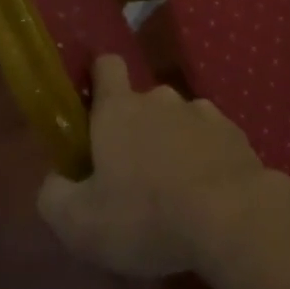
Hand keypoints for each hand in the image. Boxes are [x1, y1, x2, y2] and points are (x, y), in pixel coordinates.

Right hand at [37, 55, 273, 277]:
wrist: (233, 218)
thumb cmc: (146, 215)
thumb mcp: (78, 222)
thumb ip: (54, 195)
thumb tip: (56, 179)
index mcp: (119, 109)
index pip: (106, 66)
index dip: (98, 79)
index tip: (92, 108)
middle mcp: (161, 99)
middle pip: (142, 103)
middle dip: (135, 130)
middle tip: (131, 177)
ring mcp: (204, 113)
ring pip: (178, 122)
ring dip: (172, 145)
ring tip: (173, 191)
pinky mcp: (235, 134)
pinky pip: (210, 140)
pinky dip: (204, 159)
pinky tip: (206, 195)